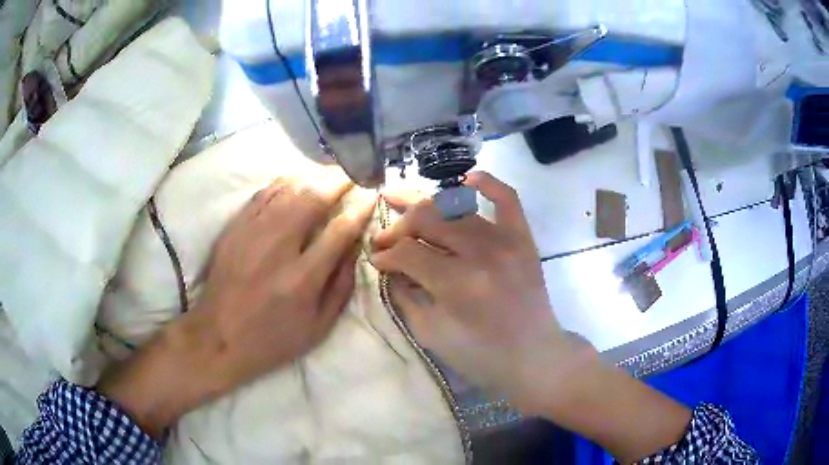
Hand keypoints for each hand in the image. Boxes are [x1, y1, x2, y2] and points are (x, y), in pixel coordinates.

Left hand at [193, 169, 376, 383]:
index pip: (339, 231)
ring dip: (313, 176)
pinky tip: (296, 179)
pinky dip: (284, 182)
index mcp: (302, 279)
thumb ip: (341, 286)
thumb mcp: (319, 327)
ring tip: (330, 172)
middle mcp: (277, 248)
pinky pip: (262, 194)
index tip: (371, 196)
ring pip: (287, 189)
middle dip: (338, 181)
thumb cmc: (273, 338)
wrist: (219, 337)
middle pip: (313, 199)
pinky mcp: (234, 228)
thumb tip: (356, 246)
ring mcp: (251, 233)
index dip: (360, 209)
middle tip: (353, 174)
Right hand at [370, 172, 590, 412]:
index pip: (407, 252)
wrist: (533, 356)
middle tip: (384, 237)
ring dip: (425, 205)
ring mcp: (505, 241)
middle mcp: (481, 253)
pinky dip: (487, 182)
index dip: (384, 254)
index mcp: (456, 284)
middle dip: (397, 227)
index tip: (375, 259)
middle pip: (427, 219)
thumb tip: (389, 267)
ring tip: (402, 200)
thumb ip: (404, 296)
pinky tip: (467, 178)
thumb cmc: (480, 355)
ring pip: (456, 206)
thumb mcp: (431, 334)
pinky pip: (507, 198)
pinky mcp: (523, 238)